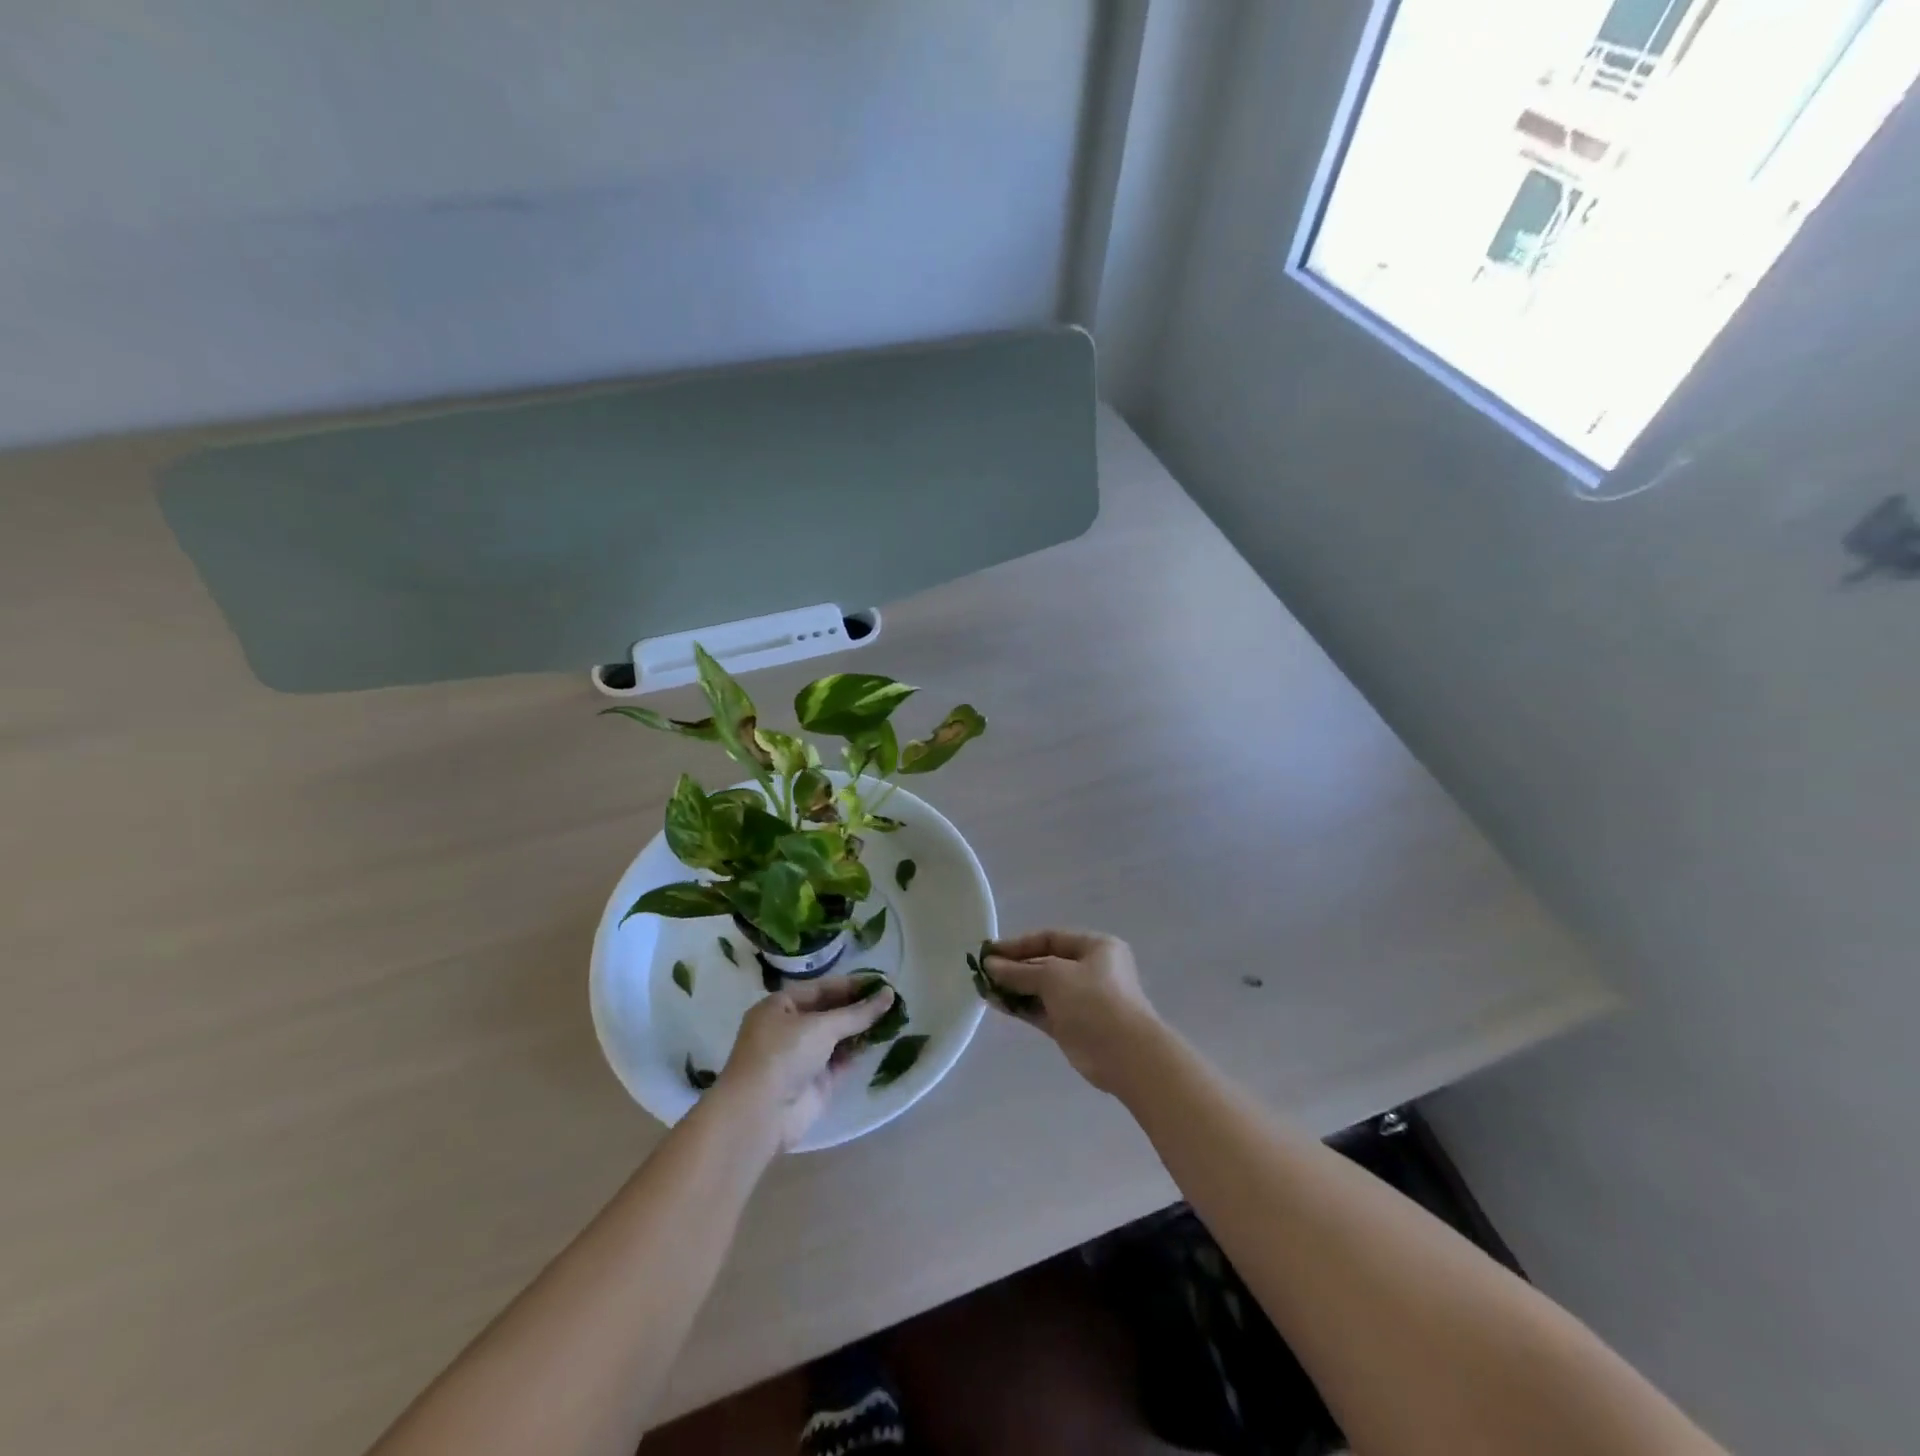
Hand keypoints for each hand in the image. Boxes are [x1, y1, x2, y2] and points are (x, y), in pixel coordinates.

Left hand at [719, 975, 897, 1149]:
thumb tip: (889, 995)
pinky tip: (880, 1041)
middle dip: (857, 1006)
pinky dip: (857, 1051)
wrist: (761, 1114)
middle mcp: (789, 1029)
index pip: (820, 988)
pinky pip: (840, 1060)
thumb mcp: (821, 1026)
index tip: (881, 981)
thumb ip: (857, 1013)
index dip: (850, 984)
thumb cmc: (783, 1054)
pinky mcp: (815, 1082)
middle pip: (829, 1012)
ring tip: (893, 1017)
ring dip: (861, 1028)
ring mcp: (802, 1056)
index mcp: (779, 1006)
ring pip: (837, 1037)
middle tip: (890, 999)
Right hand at [983, 930, 1163, 1095]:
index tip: (990, 952)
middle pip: (1045, 963)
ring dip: (1015, 988)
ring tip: (984, 988)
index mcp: (1096, 947)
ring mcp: (1082, 1000)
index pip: (1051, 938)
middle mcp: (1091, 970)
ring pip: (1042, 989)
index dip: (1019, 944)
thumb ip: (1019, 971)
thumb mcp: (1053, 977)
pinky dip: (1021, 1007)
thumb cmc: (1094, 1001)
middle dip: (1015, 967)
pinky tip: (996, 1004)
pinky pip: (1042, 1010)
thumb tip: (990, 965)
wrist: (1125, 1055)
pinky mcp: (1073, 1026)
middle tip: (983, 971)